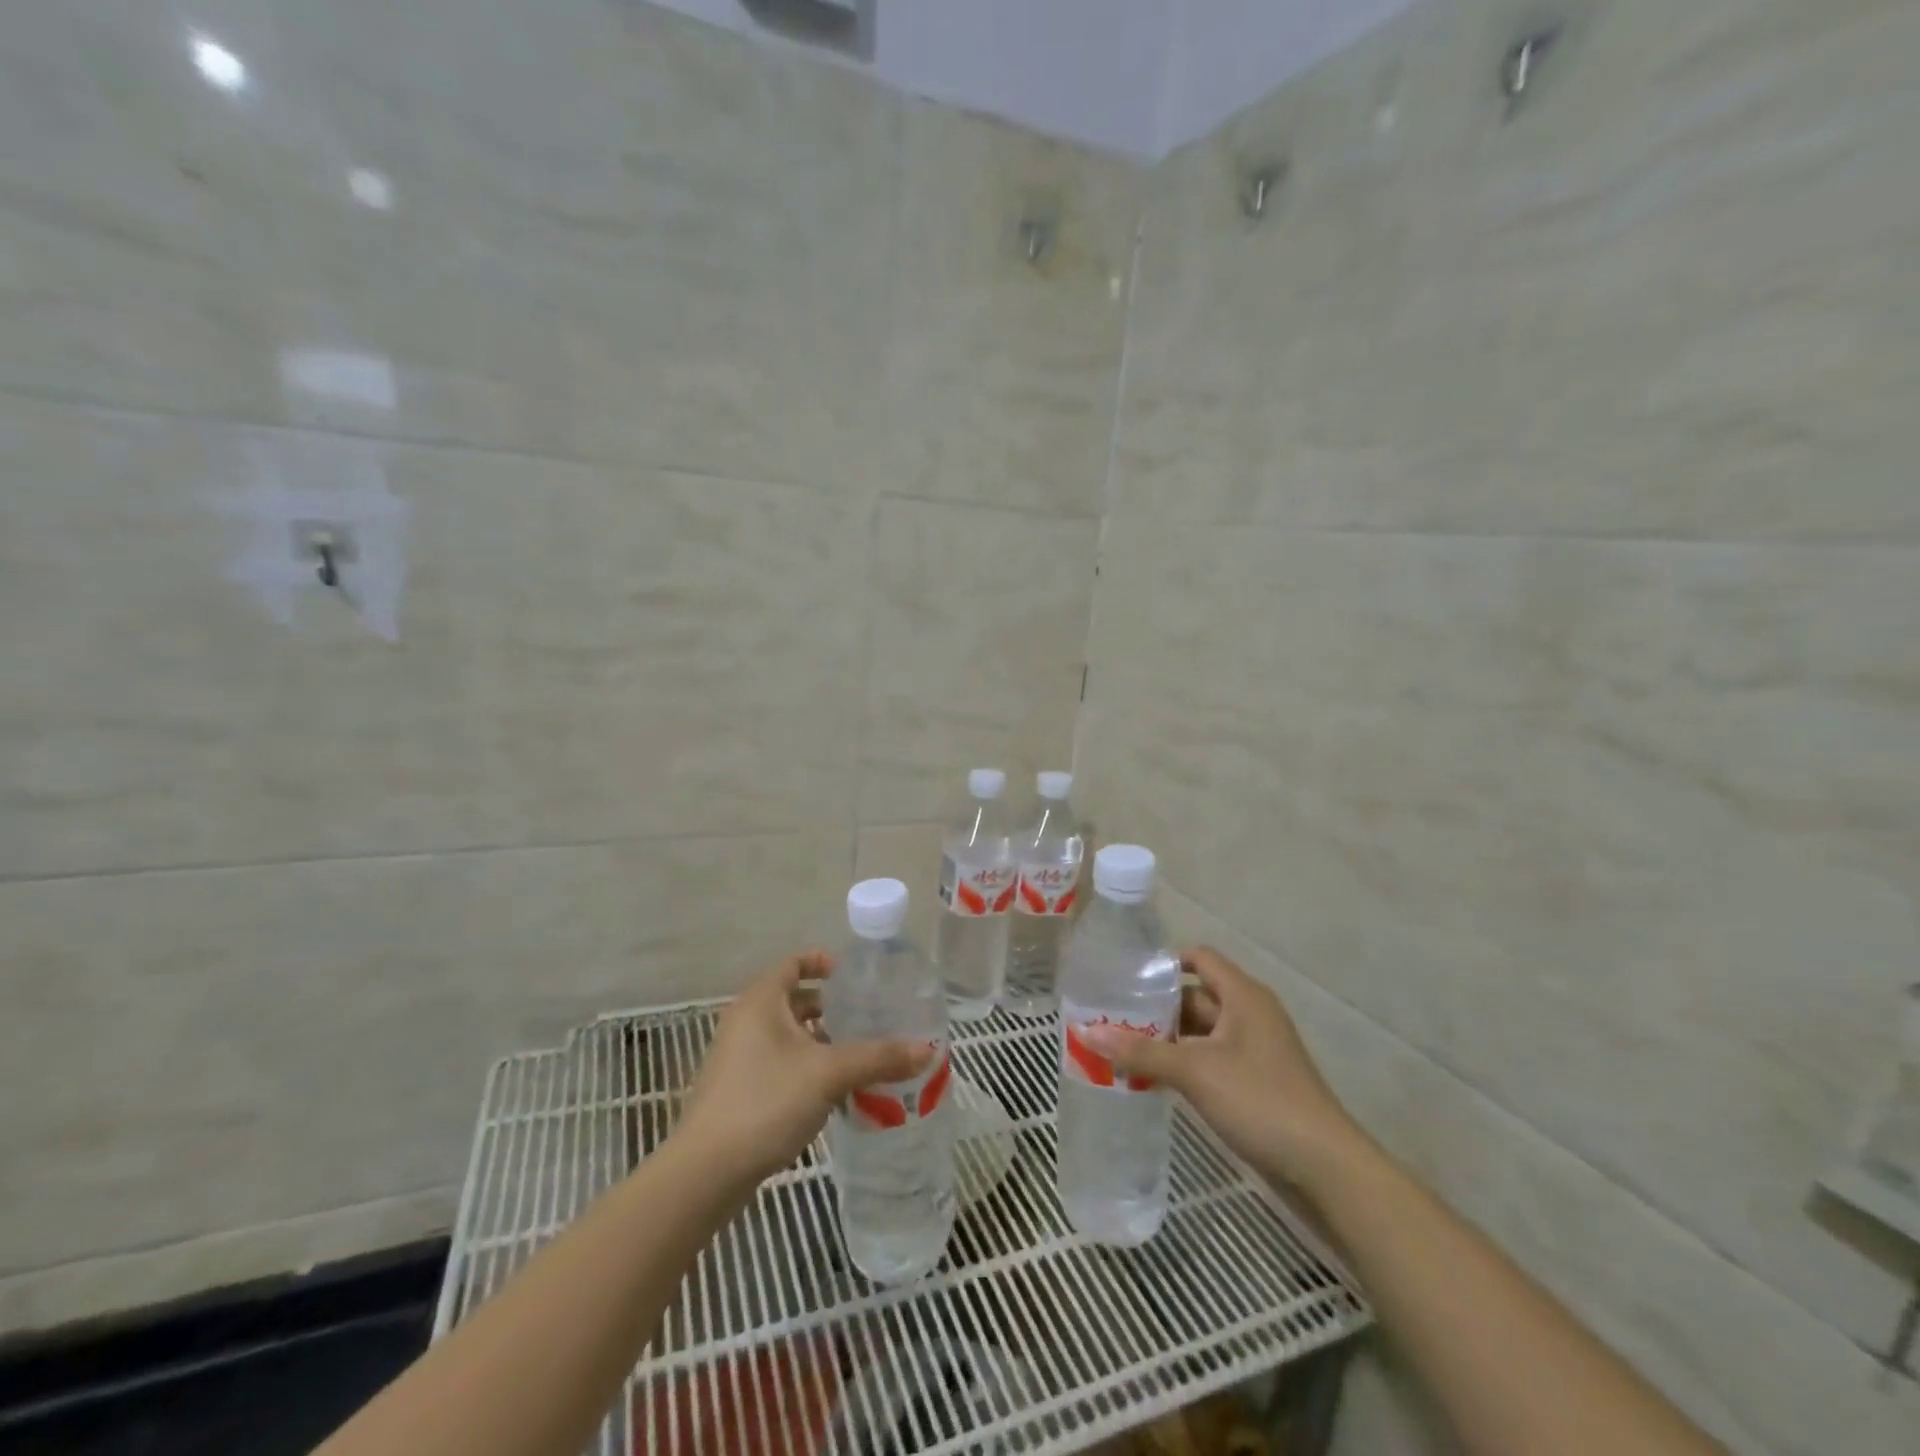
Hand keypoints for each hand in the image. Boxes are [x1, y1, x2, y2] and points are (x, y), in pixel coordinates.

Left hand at [676, 952, 931, 1186]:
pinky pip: (780, 1063)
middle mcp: (746, 1021)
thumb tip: (927, 1048)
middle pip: (793, 1000)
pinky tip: (835, 1090)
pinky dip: (807, 1066)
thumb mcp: (829, 1074)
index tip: (855, 976)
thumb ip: (878, 1057)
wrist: (706, 1173)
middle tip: (868, 1016)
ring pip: (788, 1036)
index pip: (794, 963)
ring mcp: (739, 1058)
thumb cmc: (765, 1102)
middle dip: (830, 1006)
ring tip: (860, 1053)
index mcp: (761, 1001)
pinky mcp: (739, 1091)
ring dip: (820, 1040)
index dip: (823, 962)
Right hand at [1082, 946, 1366, 1193]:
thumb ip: (1140, 1052)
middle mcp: (1249, 1014)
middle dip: (1154, 1006)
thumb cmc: (1261, 1101)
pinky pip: (1209, 1059)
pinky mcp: (1254, 1081)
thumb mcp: (1195, 1072)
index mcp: (1242, 995)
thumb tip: (1086, 1032)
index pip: (1198, 958)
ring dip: (1165, 1038)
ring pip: (1200, 1031)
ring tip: (1119, 1046)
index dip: (1163, 962)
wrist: (1325, 1168)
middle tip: (1109, 1014)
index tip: (1124, 974)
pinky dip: (1182, 1062)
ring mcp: (1253, 1050)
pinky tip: (1151, 1077)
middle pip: (1194, 996)